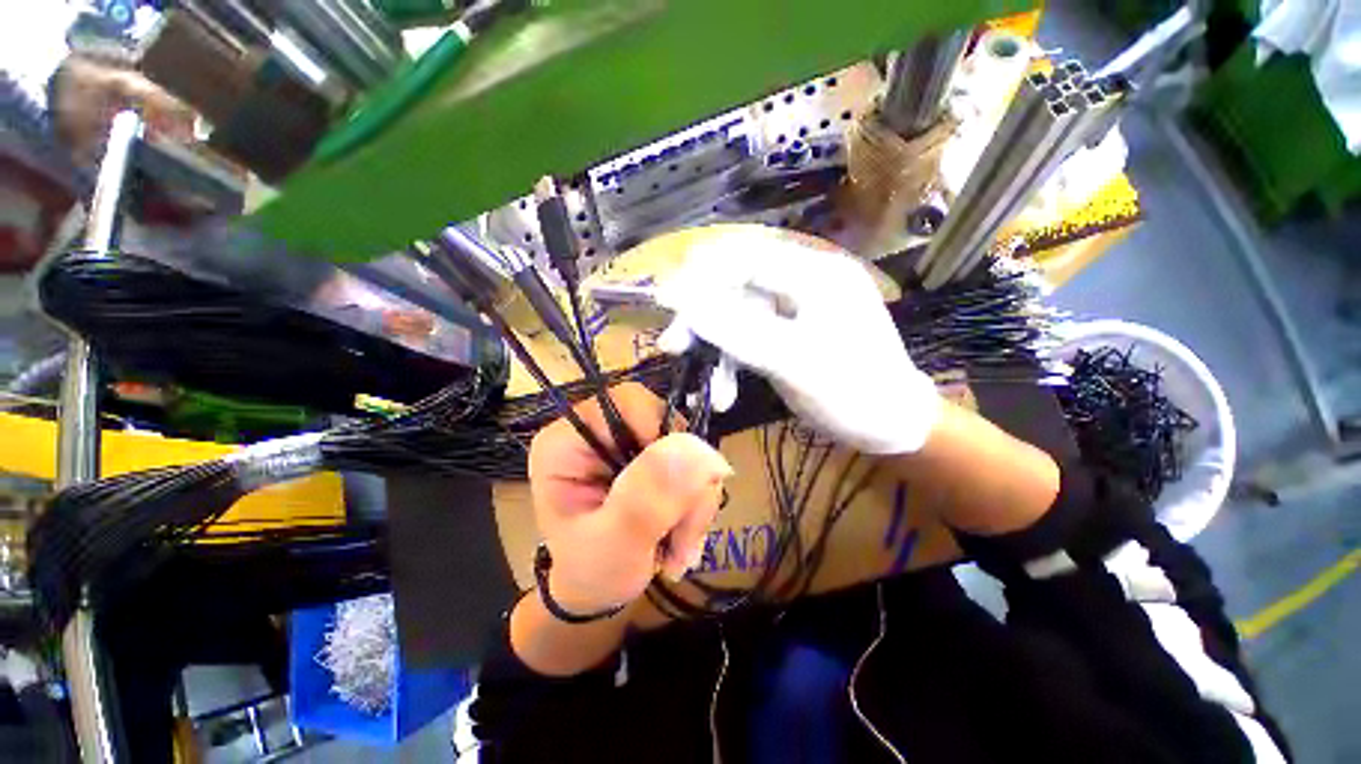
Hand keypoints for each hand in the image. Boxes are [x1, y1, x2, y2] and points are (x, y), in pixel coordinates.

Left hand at [528, 383, 730, 613]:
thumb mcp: (613, 546)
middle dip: (687, 482)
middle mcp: (600, 432)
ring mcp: (629, 443)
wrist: (600, 593)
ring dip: (696, 498)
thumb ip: (646, 499)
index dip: (662, 433)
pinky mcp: (652, 458)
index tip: (679, 489)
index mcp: (569, 442)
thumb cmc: (591, 573)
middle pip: (665, 423)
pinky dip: (698, 501)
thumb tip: (698, 450)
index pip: (626, 402)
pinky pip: (693, 465)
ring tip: (680, 548)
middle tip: (684, 538)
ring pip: (687, 446)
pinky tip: (683, 537)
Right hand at [657, 226, 941, 454]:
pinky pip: (747, 342)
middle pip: (735, 289)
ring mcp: (791, 313)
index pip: (745, 257)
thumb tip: (684, 304)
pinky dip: (731, 366)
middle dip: (702, 321)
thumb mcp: (794, 361)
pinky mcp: (785, 338)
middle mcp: (800, 285)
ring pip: (737, 320)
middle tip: (672, 347)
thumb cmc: (854, 391)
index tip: (665, 299)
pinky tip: (723, 395)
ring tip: (708, 391)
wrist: (891, 428)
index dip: (701, 274)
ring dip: (717, 354)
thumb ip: (739, 330)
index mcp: (814, 274)